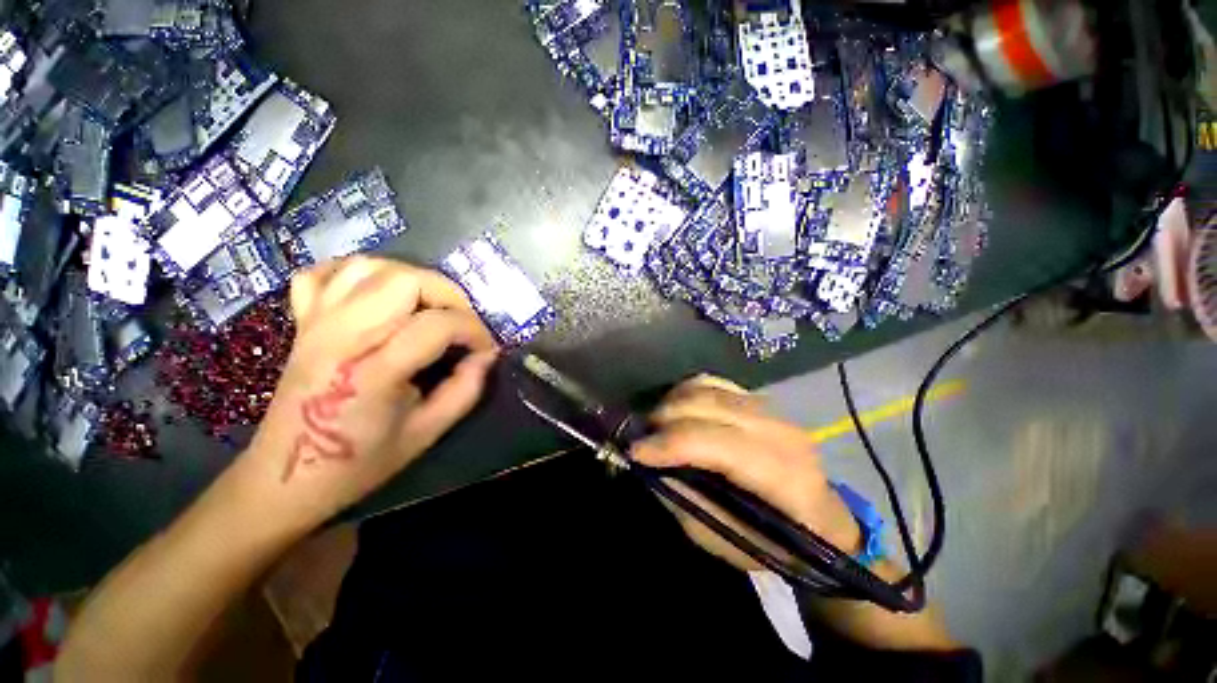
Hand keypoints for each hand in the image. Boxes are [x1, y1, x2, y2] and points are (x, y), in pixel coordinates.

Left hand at [240, 257, 497, 527]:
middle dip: (448, 295)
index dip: (474, 331)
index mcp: (373, 371)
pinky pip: (326, 272)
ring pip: (370, 267)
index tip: (485, 350)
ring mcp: (316, 323)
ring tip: (429, 306)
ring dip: (411, 279)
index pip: (437, 325)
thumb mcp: (427, 433)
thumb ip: (466, 390)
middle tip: (461, 323)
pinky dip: (359, 273)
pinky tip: (379, 293)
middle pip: (405, 281)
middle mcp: (341, 336)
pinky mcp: (302, 321)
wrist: (287, 476)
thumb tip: (487, 356)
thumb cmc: (360, 461)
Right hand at [632, 375, 860, 571]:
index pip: (713, 443)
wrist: (819, 518)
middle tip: (640, 438)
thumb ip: (682, 497)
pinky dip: (686, 393)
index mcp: (780, 474)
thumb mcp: (720, 537)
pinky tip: (676, 411)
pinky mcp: (758, 398)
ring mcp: (769, 407)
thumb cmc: (772, 541)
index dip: (668, 444)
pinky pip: (711, 383)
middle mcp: (777, 430)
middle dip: (662, 419)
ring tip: (655, 425)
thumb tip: (647, 464)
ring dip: (671, 403)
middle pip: (705, 406)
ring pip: (705, 388)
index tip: (633, 452)